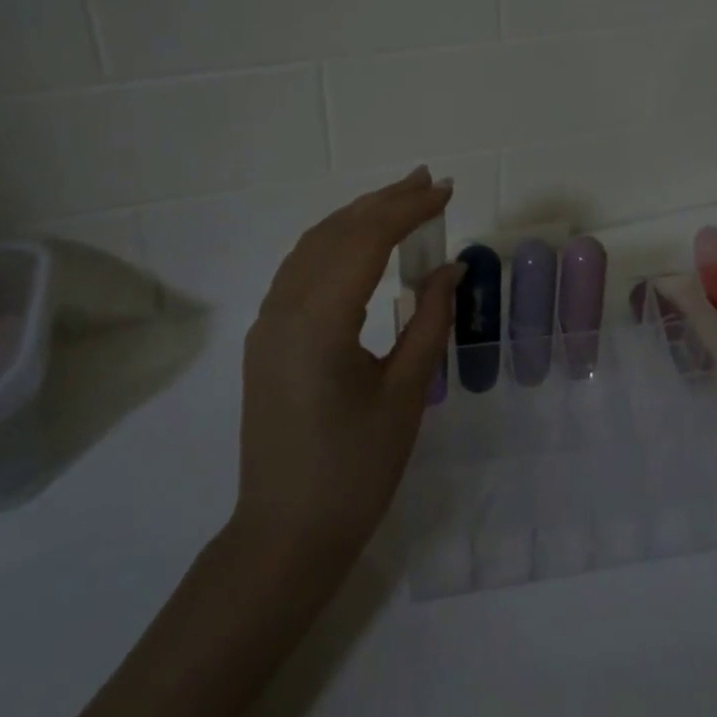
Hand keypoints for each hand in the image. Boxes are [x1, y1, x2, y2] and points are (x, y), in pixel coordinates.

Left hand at [225, 167, 462, 575]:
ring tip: (399, 201)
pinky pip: (299, 271)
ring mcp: (268, 323)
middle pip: (335, 233)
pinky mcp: (266, 339)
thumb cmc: (356, 470)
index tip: (445, 191)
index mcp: (319, 322)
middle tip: (427, 181)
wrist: (286, 534)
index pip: (365, 240)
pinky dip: (334, 243)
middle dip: (383, 202)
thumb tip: (449, 268)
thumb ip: (429, 321)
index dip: (408, 209)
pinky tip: (360, 245)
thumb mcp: (406, 394)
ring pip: (312, 247)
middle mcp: (284, 309)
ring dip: (357, 217)